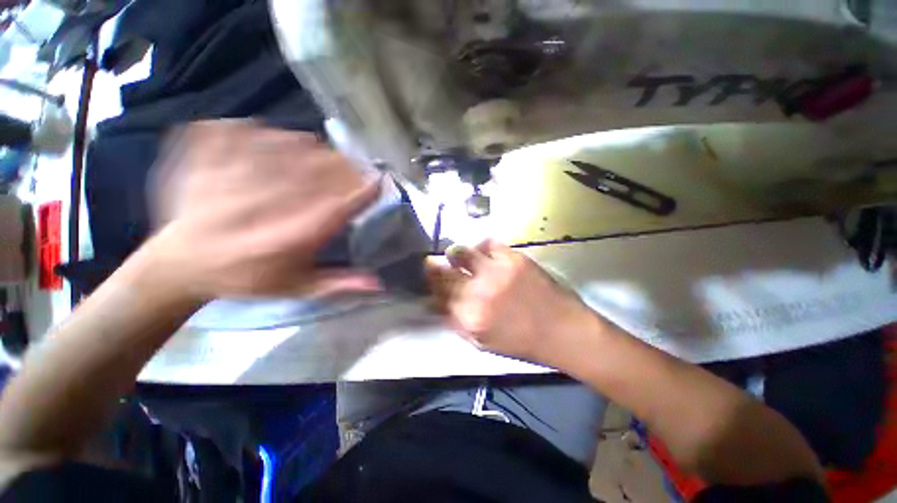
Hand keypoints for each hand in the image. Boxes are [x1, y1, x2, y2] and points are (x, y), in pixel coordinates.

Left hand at [145, 120, 381, 300]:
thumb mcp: (296, 288)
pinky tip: (265, 132)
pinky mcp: (200, 166)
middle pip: (311, 175)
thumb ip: (338, 283)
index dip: (360, 194)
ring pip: (274, 151)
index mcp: (287, 241)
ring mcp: (227, 183)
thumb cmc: (246, 279)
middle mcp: (261, 210)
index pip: (335, 211)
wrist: (178, 267)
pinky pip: (226, 135)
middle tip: (353, 164)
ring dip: (304, 145)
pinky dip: (249, 129)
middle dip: (340, 166)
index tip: (377, 182)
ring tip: (319, 147)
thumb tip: (378, 282)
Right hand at [426, 240, 600, 364]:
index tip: (428, 278)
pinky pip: (488, 243)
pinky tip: (482, 252)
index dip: (430, 284)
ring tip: (455, 254)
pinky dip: (481, 246)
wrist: (562, 331)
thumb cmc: (521, 342)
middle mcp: (477, 291)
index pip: (436, 294)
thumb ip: (457, 322)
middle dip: (434, 267)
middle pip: (444, 272)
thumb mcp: (483, 343)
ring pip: (461, 252)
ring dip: (455, 253)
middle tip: (433, 262)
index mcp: (468, 317)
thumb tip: (436, 303)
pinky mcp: (513, 258)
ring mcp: (496, 271)